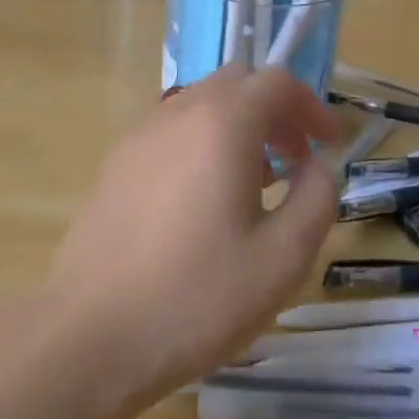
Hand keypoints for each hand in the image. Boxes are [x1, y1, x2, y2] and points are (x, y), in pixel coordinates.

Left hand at [47, 67, 339, 401]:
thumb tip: (319, 165)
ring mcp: (140, 136)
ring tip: (255, 183)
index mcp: (222, 123)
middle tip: (294, 159)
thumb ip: (316, 199)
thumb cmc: (196, 297)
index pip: (277, 82)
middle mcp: (178, 113)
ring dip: (238, 126)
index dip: (311, 106)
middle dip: (275, 111)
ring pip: (201, 104)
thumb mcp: (282, 258)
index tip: (328, 145)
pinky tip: (204, 201)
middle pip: (237, 83)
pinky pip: (172, 131)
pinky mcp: (116, 164)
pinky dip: (202, 142)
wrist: (90, 336)